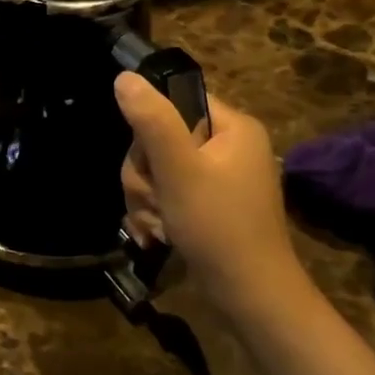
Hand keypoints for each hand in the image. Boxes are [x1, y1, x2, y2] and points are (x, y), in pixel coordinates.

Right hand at [115, 73, 307, 313]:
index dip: (151, 128)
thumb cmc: (219, 227)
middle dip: (145, 175)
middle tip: (155, 201)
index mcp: (232, 128)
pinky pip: (166, 195)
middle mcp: (227, 147)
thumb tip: (124, 77)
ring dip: (146, 199)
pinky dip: (155, 215)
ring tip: (157, 226)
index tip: (152, 161)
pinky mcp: (206, 206)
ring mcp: (217, 179)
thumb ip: (152, 121)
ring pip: (156, 171)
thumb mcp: (180, 170)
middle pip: (159, 139)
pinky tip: (156, 237)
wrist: (250, 297)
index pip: (176, 101)